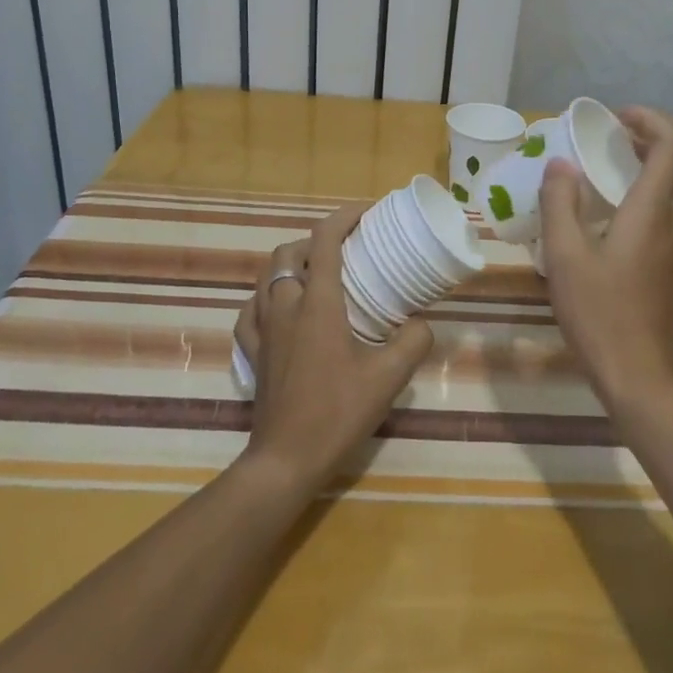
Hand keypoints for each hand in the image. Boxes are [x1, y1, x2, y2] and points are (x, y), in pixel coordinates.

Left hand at [233, 202, 433, 491]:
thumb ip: (413, 341)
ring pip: (266, 277)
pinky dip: (265, 298)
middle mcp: (285, 307)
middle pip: (289, 253)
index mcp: (318, 303)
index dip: (345, 217)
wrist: (286, 460)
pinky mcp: (253, 354)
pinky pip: (250, 312)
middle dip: (315, 240)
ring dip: (290, 264)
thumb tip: (421, 323)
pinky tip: (279, 309)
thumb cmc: (337, 413)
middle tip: (344, 249)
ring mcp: (263, 330)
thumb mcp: (389, 377)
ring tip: (316, 274)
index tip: (367, 212)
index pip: (325, 241)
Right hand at [539, 107, 672, 411]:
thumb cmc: (599, 314)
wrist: (639, 375)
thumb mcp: (564, 256)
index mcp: (653, 211)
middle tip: (620, 136)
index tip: (615, 118)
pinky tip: (623, 204)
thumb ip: (560, 204)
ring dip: (664, 160)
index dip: (650, 120)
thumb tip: (560, 165)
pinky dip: (661, 185)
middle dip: (661, 135)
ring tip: (619, 162)